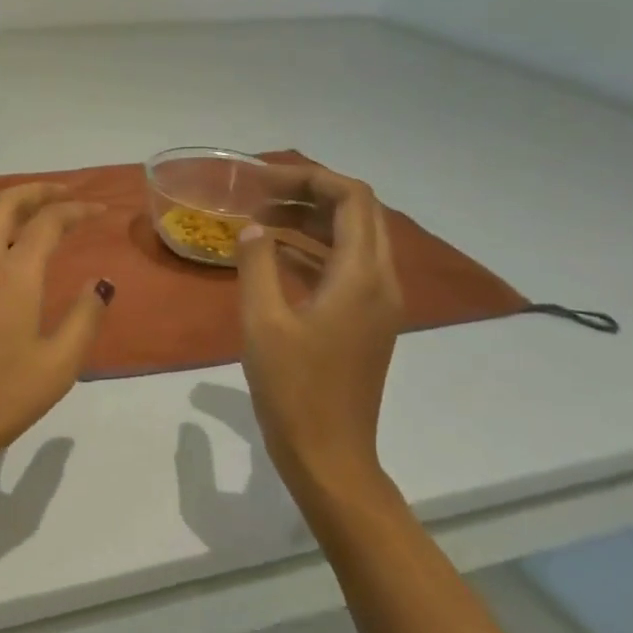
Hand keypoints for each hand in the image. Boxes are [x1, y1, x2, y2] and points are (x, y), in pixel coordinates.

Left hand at [0, 183, 113, 487]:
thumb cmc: (0, 399)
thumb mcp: (57, 366)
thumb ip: (84, 318)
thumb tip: (102, 283)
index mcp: (12, 276)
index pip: (46, 222)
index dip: (75, 209)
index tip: (100, 208)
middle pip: (3, 206)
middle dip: (36, 191)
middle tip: (66, 193)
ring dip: (10, 207)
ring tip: (38, 213)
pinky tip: (7, 252)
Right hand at [236, 166, 402, 500]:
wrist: (329, 454)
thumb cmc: (294, 388)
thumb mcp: (262, 321)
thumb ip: (257, 265)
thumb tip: (252, 228)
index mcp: (361, 277)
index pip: (353, 199)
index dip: (312, 178)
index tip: (265, 181)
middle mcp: (380, 282)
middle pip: (358, 213)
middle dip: (310, 193)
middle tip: (260, 194)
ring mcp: (376, 303)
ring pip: (352, 239)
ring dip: (310, 220)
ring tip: (259, 218)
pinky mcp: (365, 321)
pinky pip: (344, 267)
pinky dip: (312, 249)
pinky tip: (272, 253)